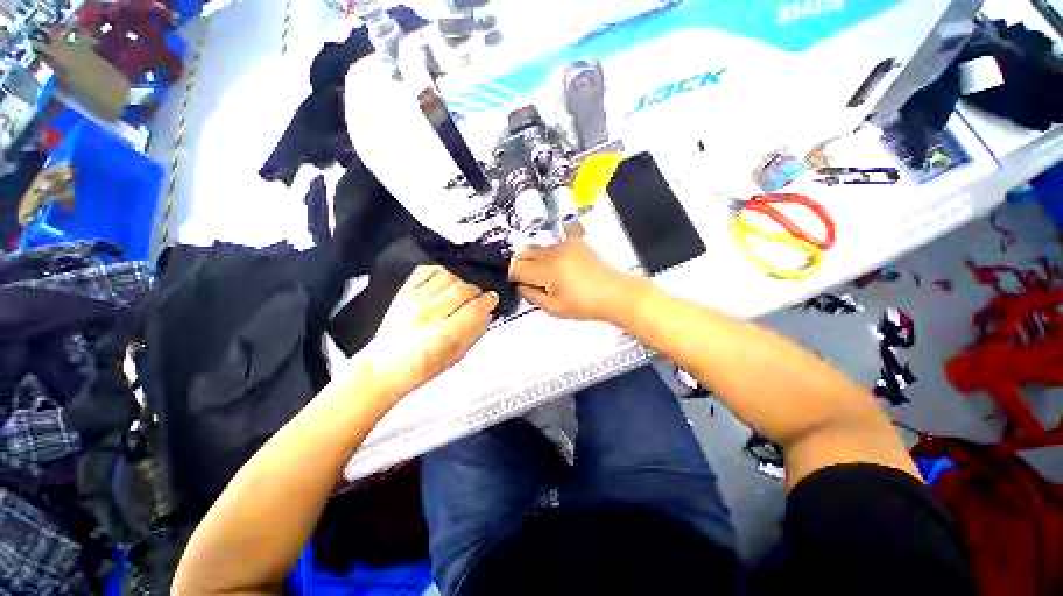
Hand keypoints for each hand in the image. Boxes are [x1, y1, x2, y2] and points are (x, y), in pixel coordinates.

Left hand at [357, 266, 497, 396]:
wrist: (385, 366)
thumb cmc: (420, 367)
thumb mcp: (456, 356)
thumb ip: (475, 331)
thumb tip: (487, 312)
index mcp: (443, 334)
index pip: (476, 307)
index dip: (489, 301)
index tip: (492, 300)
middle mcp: (428, 313)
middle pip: (465, 288)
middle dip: (477, 292)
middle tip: (478, 299)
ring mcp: (414, 299)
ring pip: (449, 276)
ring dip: (461, 282)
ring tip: (461, 293)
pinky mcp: (404, 291)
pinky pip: (428, 269)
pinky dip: (442, 272)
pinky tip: (446, 282)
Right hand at [509, 238, 642, 320]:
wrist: (614, 293)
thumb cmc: (588, 303)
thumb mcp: (553, 308)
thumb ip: (530, 295)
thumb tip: (520, 286)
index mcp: (548, 268)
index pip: (517, 267)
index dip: (515, 277)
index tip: (520, 284)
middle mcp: (555, 251)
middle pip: (524, 252)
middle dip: (522, 265)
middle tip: (531, 281)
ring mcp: (566, 244)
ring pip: (538, 248)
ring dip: (537, 261)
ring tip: (551, 278)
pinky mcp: (575, 242)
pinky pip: (553, 247)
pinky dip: (551, 257)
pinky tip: (562, 271)